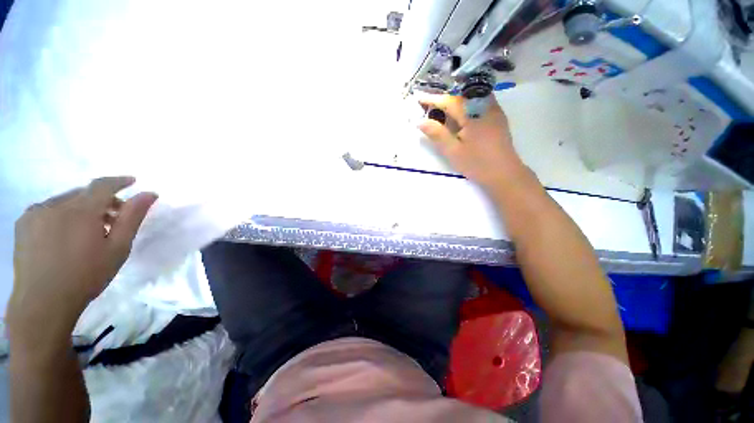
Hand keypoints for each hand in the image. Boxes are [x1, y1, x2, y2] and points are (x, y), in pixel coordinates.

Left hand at [7, 177, 156, 339]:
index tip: (133, 182)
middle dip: (102, 202)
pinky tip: (65, 236)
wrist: (43, 303)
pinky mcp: (23, 223)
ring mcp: (35, 213)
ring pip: (65, 201)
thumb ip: (132, 217)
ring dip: (82, 209)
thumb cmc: (86, 275)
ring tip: (89, 232)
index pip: (102, 185)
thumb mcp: (118, 248)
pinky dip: (62, 215)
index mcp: (80, 210)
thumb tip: (150, 193)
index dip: (119, 181)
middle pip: (84, 193)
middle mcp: (55, 204)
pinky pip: (48, 209)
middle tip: (114, 220)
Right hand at [417, 93, 528, 192]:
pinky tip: (460, 115)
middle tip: (428, 105)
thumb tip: (420, 121)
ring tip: (442, 109)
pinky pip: (480, 103)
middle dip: (444, 98)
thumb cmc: (477, 164)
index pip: (450, 101)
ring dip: (456, 100)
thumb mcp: (453, 151)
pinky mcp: (498, 118)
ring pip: (472, 97)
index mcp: (473, 115)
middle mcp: (486, 107)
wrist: (504, 174)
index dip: (433, 99)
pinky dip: (466, 105)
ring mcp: (494, 111)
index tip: (418, 98)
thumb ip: (437, 134)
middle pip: (461, 95)